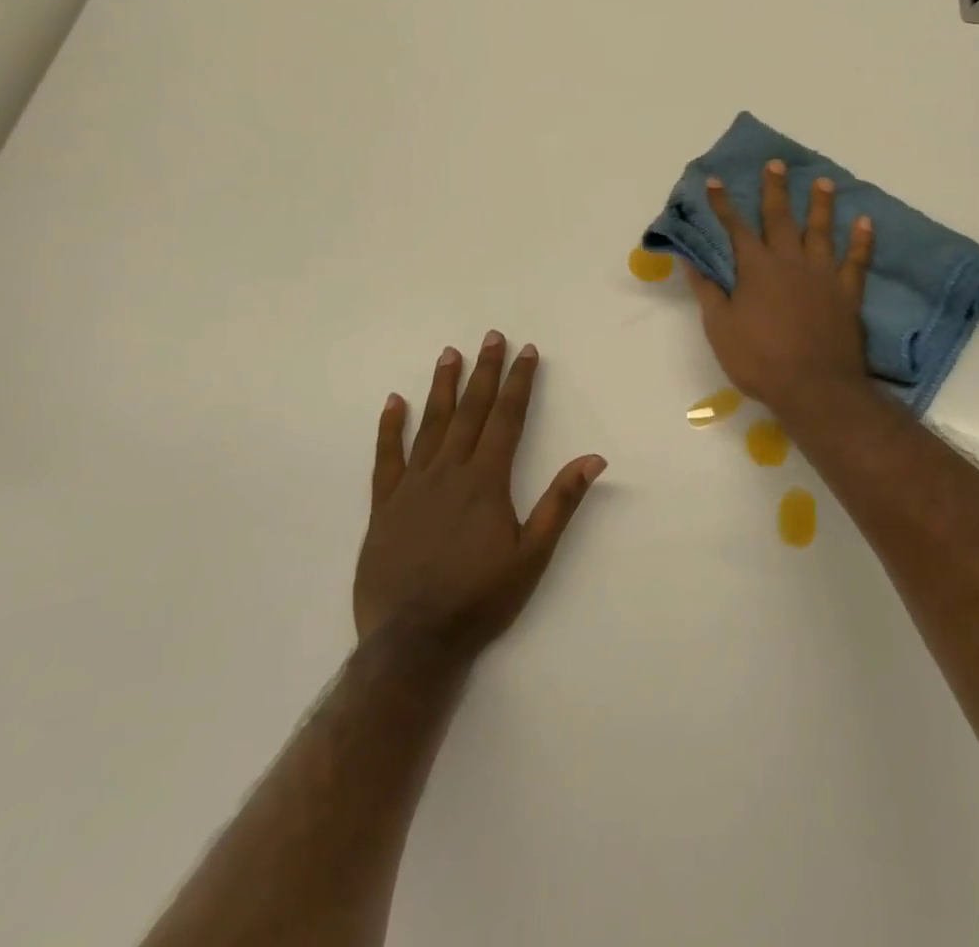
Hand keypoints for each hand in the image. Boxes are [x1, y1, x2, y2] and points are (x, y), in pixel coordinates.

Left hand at [355, 332, 605, 659]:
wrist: (412, 641)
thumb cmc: (480, 598)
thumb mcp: (533, 555)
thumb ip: (561, 502)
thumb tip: (594, 458)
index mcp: (486, 481)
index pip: (506, 418)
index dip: (518, 382)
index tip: (526, 351)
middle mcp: (449, 471)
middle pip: (471, 411)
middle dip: (485, 371)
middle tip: (492, 337)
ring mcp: (412, 486)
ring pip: (430, 424)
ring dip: (442, 387)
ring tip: (450, 354)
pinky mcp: (383, 505)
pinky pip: (386, 457)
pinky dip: (390, 427)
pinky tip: (394, 401)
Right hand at [686, 159, 875, 415]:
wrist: (814, 387)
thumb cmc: (759, 359)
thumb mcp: (720, 327)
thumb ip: (707, 290)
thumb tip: (690, 259)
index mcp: (756, 268)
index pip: (735, 228)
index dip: (723, 204)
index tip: (715, 181)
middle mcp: (789, 261)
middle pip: (780, 218)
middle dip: (775, 190)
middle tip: (776, 164)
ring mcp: (822, 275)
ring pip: (821, 230)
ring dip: (821, 204)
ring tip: (823, 181)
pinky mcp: (847, 292)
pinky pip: (857, 260)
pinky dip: (862, 241)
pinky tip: (866, 222)